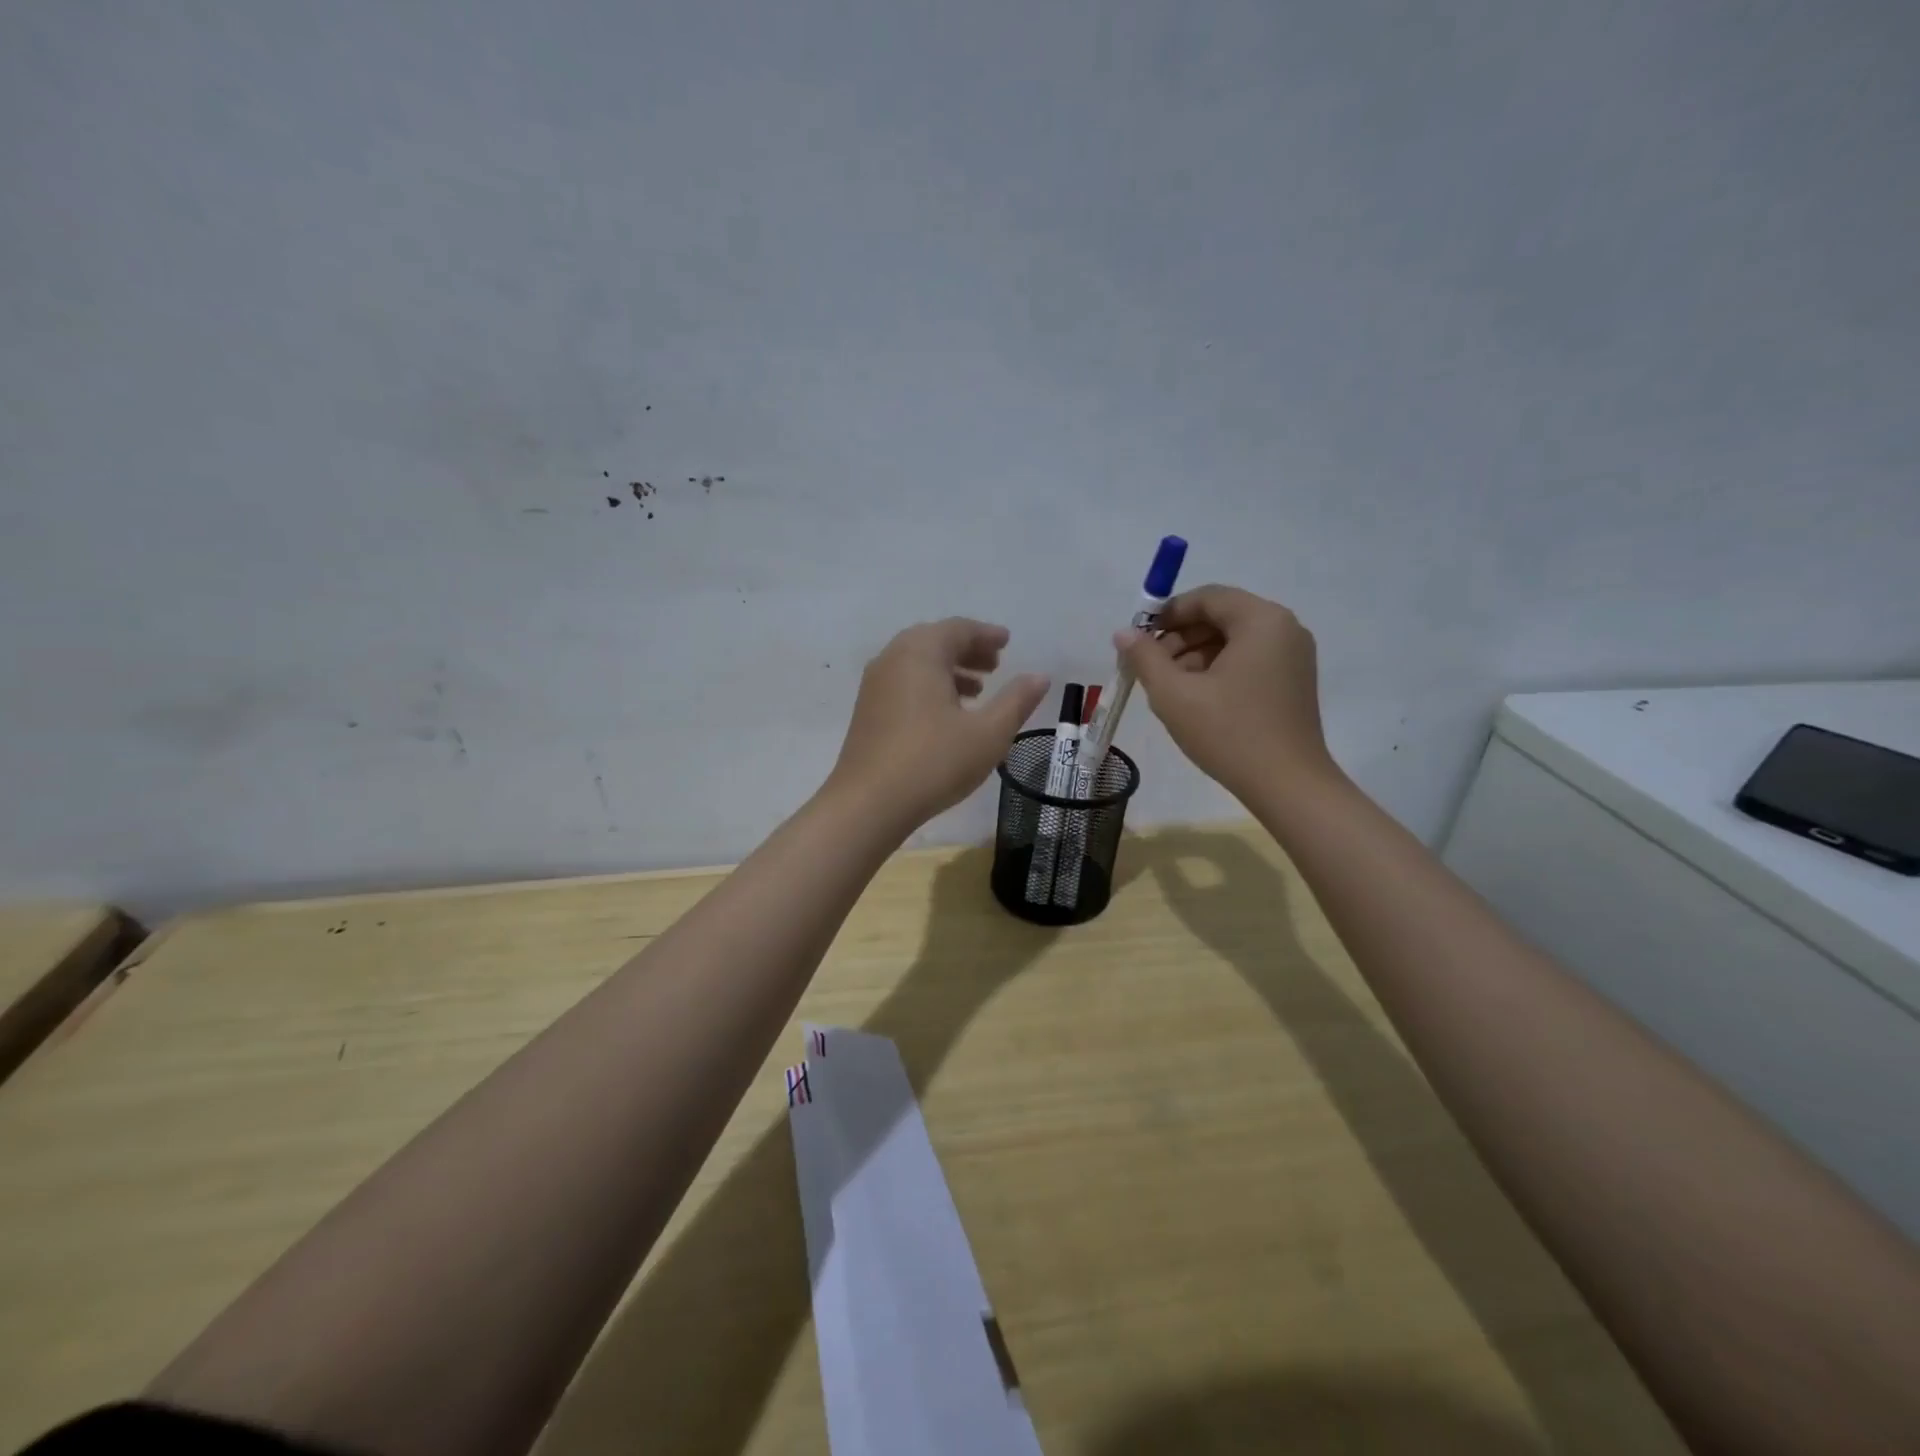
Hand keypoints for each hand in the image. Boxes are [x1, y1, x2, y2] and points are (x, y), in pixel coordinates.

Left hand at [826, 618, 1049, 832]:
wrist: (868, 803)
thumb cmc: (934, 762)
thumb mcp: (989, 733)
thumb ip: (1017, 701)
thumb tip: (1040, 676)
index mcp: (921, 652)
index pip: (958, 629)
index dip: (986, 635)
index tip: (1007, 643)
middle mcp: (893, 658)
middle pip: (935, 641)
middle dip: (967, 650)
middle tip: (995, 666)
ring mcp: (874, 684)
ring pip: (917, 663)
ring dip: (949, 669)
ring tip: (977, 691)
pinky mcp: (867, 710)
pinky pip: (903, 682)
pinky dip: (929, 686)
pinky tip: (946, 715)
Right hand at [1116, 585, 1335, 801]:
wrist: (1287, 785)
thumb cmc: (1229, 733)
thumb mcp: (1174, 694)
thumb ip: (1145, 657)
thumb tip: (1123, 633)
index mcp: (1261, 620)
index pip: (1207, 598)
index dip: (1167, 614)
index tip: (1139, 639)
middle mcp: (1284, 628)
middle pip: (1221, 617)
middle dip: (1180, 637)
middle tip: (1150, 667)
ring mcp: (1293, 656)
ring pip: (1233, 640)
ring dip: (1196, 656)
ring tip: (1169, 688)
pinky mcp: (1293, 681)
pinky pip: (1248, 660)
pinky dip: (1218, 670)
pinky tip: (1196, 699)